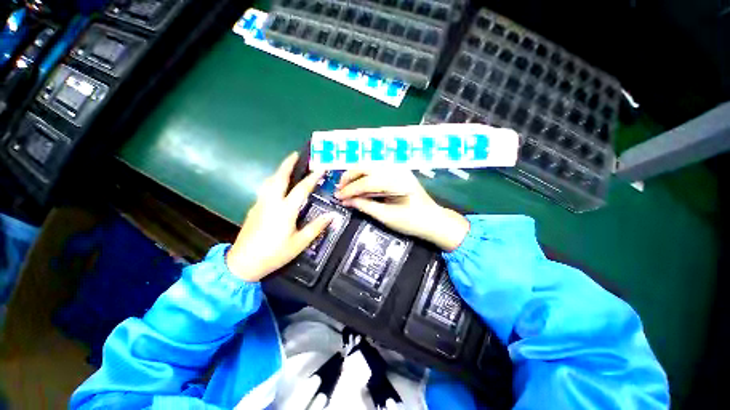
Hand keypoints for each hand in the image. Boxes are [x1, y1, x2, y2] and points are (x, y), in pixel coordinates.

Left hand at [226, 153, 332, 281]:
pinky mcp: (253, 209)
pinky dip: (273, 181)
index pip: (301, 189)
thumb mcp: (299, 243)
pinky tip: (277, 185)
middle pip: (279, 177)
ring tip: (287, 166)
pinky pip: (265, 189)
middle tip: (295, 154)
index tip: (320, 168)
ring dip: (279, 171)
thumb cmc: (274, 254)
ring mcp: (260, 204)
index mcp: (285, 210)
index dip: (312, 178)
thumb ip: (316, 228)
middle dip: (287, 164)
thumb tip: (331, 216)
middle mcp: (271, 202)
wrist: (243, 263)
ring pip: (269, 181)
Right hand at [335, 170, 468, 250]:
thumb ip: (365, 206)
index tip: (337, 197)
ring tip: (347, 185)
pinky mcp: (400, 171)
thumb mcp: (386, 217)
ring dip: (357, 173)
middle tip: (340, 189)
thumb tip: (346, 201)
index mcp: (393, 181)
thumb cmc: (411, 222)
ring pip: (371, 164)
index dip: (349, 190)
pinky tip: (361, 181)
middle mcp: (395, 169)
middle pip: (366, 166)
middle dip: (350, 176)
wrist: (433, 220)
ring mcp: (399, 168)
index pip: (365, 182)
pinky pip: (378, 168)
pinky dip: (366, 173)